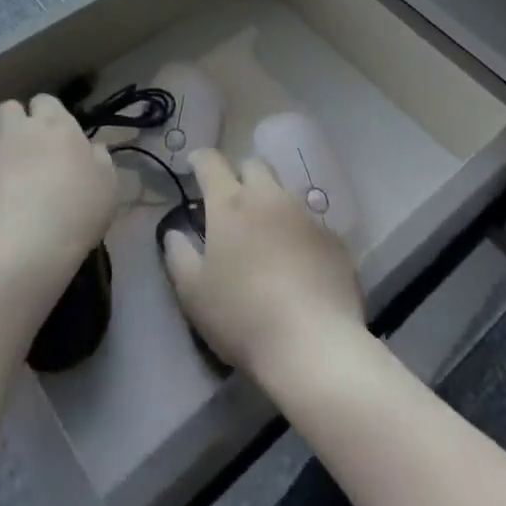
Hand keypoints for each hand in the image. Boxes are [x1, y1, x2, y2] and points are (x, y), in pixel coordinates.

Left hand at [0, 94, 118, 301]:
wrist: (25, 246)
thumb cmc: (76, 210)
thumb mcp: (107, 186)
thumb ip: (100, 160)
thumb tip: (94, 149)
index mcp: (56, 124)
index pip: (45, 101)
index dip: (48, 114)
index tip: (56, 136)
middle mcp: (21, 131)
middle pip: (9, 109)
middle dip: (15, 122)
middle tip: (28, 149)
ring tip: (5, 176)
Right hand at [162, 148, 364, 378]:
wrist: (313, 345)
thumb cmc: (242, 317)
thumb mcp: (193, 293)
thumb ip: (178, 256)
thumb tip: (173, 233)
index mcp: (229, 204)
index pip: (212, 162)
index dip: (201, 160)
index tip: (195, 167)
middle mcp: (268, 197)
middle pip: (253, 165)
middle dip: (240, 175)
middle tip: (233, 203)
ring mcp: (305, 215)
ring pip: (284, 191)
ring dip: (272, 202)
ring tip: (267, 234)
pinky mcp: (333, 238)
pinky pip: (311, 223)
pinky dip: (299, 232)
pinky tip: (299, 262)